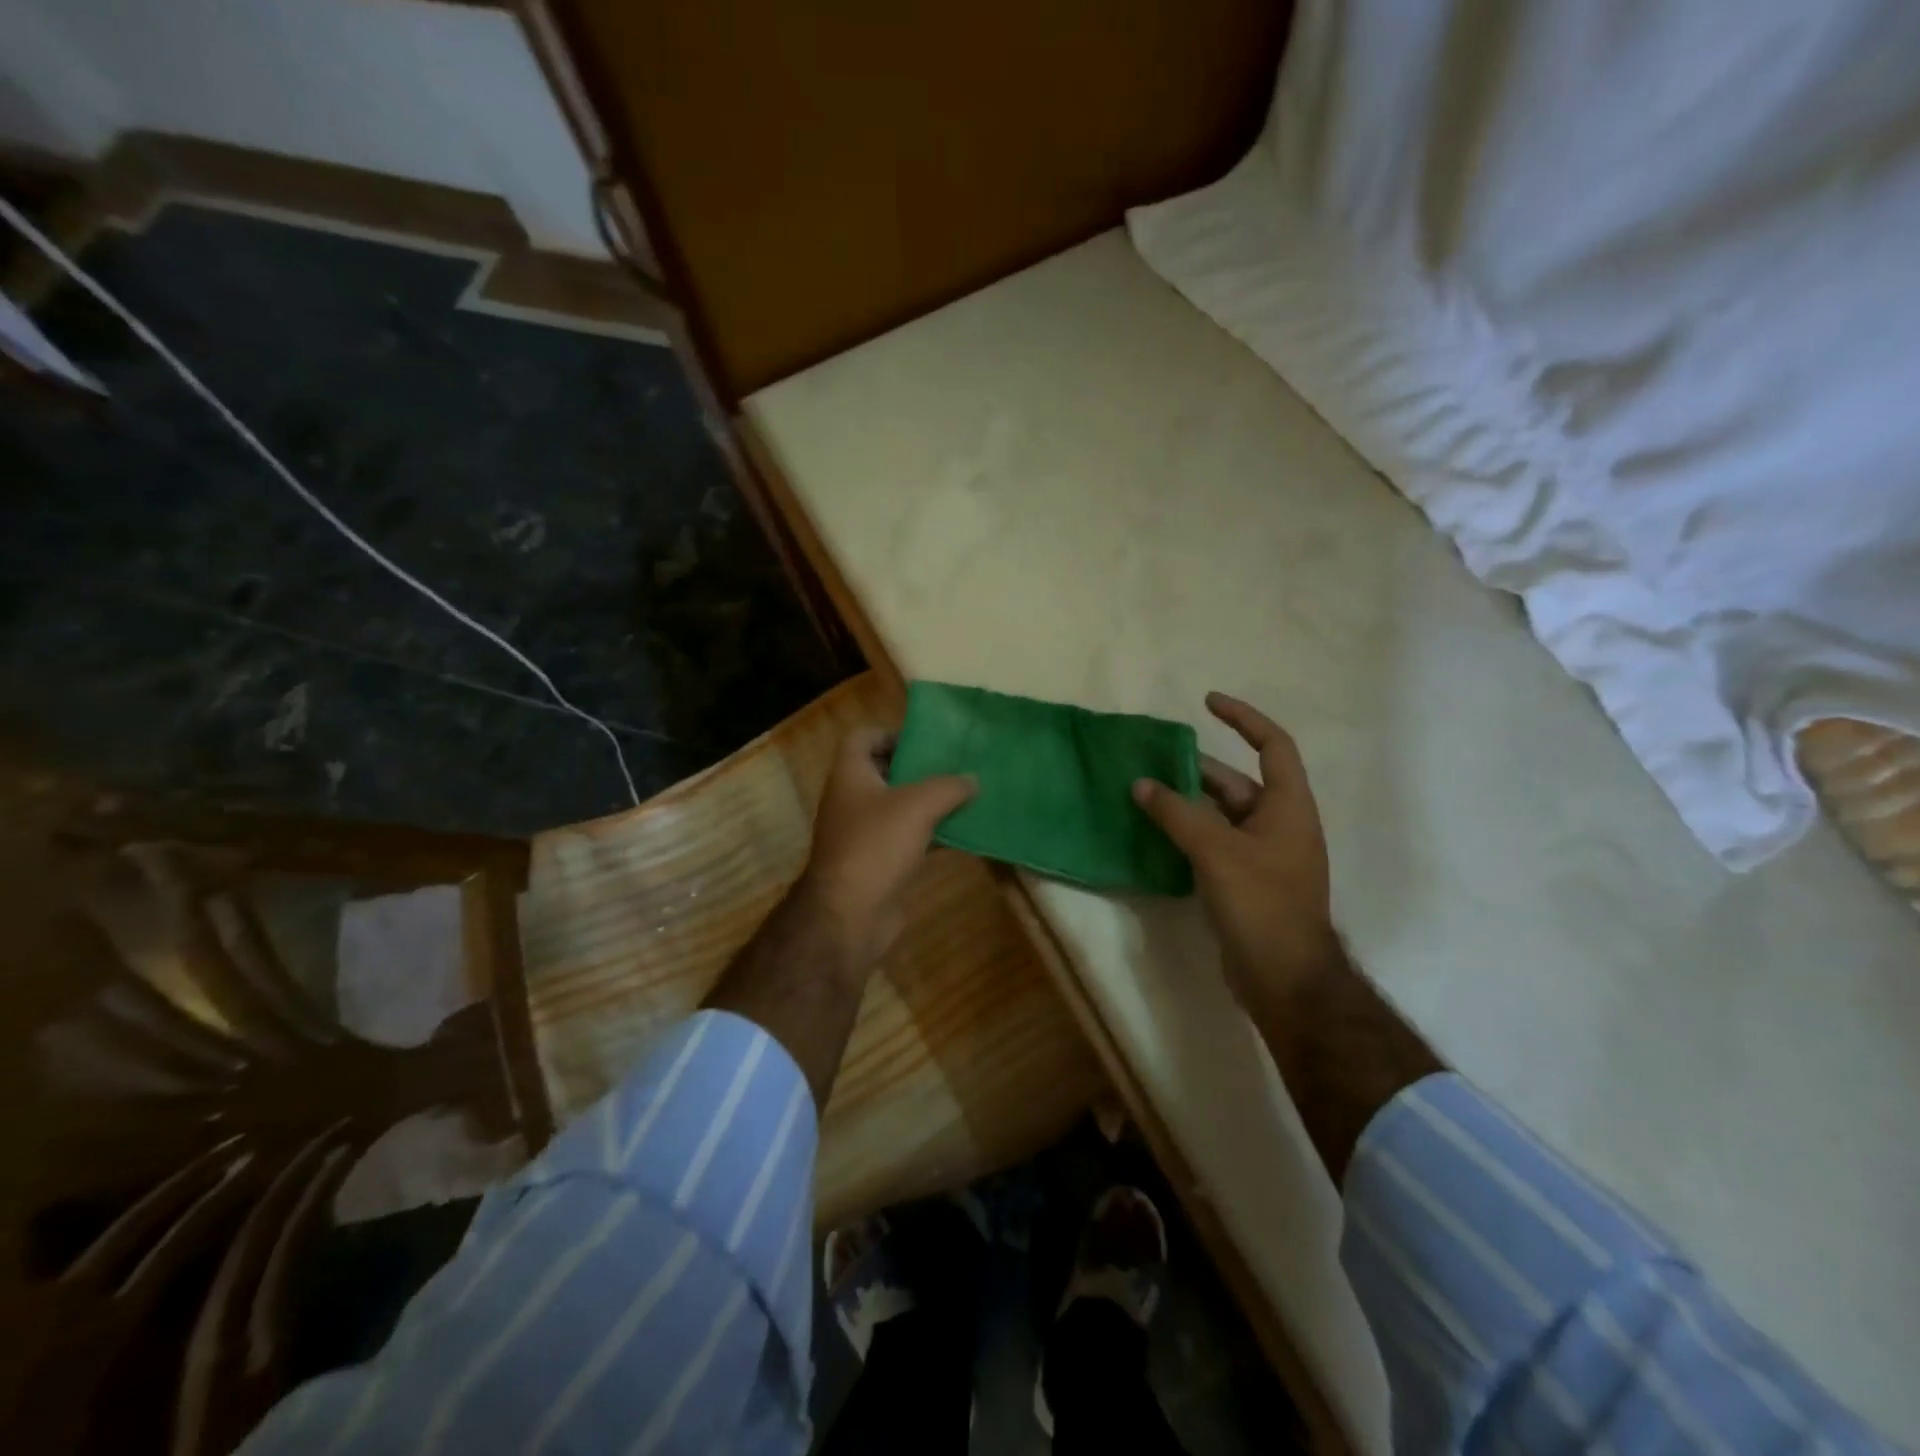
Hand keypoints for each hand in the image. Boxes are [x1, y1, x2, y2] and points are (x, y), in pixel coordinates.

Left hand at [797, 727, 975, 976]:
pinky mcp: (880, 862)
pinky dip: (934, 834)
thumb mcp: (917, 806)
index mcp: (850, 775)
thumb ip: (948, 786)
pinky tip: (964, 833)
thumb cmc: (876, 846)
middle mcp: (853, 800)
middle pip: (886, 771)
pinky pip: (910, 838)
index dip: (891, 732)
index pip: (862, 737)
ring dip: (931, 802)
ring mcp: (865, 833)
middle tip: (957, 765)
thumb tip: (972, 779)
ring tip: (969, 796)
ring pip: (901, 807)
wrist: (850, 915)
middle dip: (920, 768)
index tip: (927, 741)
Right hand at [1132, 693, 1338, 1012]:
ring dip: (1185, 804)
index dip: (1243, 718)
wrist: (1284, 977)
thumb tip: (1141, 784)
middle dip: (1194, 770)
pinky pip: (1212, 843)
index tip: (1207, 702)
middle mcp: (1278, 824)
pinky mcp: (1244, 881)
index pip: (1272, 745)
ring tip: (1142, 793)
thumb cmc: (1261, 904)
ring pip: (1219, 815)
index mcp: (1287, 806)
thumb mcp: (1216, 852)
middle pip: (1235, 782)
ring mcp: (1261, 855)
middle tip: (1149, 761)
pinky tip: (1153, 833)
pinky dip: (1186, 833)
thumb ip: (1177, 814)